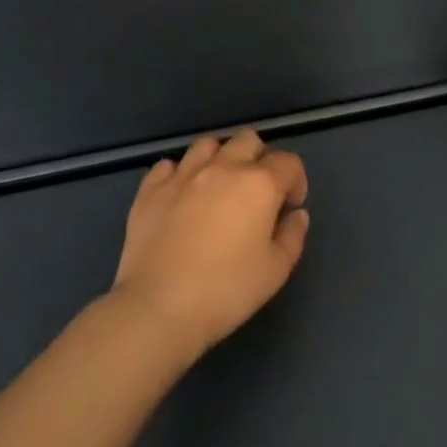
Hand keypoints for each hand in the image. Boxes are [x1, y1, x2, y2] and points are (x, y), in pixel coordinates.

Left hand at [112, 130, 310, 356]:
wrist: (160, 306)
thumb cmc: (227, 290)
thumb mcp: (276, 270)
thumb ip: (293, 235)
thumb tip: (296, 214)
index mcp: (259, 184)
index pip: (288, 162)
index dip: (296, 181)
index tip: (290, 207)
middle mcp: (223, 167)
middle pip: (248, 141)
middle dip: (259, 159)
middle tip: (257, 193)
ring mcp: (183, 174)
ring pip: (207, 145)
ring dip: (219, 159)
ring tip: (217, 188)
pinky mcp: (151, 189)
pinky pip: (168, 166)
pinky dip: (179, 174)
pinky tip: (181, 197)